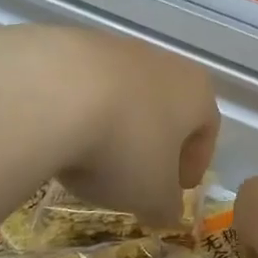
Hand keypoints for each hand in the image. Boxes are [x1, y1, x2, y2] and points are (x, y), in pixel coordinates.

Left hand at [43, 27, 219, 226]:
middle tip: (137, 177)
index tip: (178, 189)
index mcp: (196, 92)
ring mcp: (115, 48)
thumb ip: (165, 207)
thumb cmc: (124, 146)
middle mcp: (163, 62)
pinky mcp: (70, 44)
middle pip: (166, 107)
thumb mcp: (151, 195)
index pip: (207, 129)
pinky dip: (78, 111)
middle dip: (154, 143)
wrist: (50, 92)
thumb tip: (167, 213)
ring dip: (115, 125)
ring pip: (124, 94)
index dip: (195, 163)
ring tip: (90, 159)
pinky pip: (83, 86)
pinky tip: (59, 136)